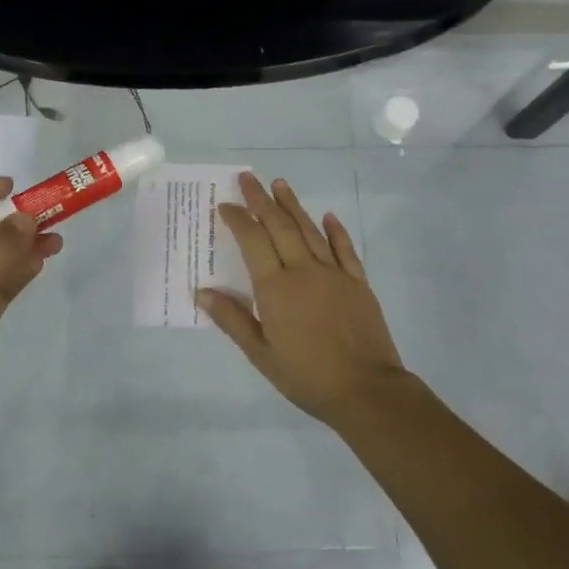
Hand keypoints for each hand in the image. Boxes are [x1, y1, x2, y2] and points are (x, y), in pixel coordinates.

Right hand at [196, 173, 407, 429]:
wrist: (366, 390)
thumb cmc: (307, 376)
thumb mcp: (261, 354)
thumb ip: (232, 319)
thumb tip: (201, 292)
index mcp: (276, 288)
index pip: (253, 241)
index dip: (239, 219)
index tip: (225, 205)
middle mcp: (304, 271)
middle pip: (279, 226)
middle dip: (262, 200)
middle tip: (248, 178)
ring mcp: (334, 273)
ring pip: (310, 230)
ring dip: (293, 206)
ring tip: (280, 184)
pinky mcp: (358, 282)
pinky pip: (345, 249)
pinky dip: (335, 230)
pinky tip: (327, 216)